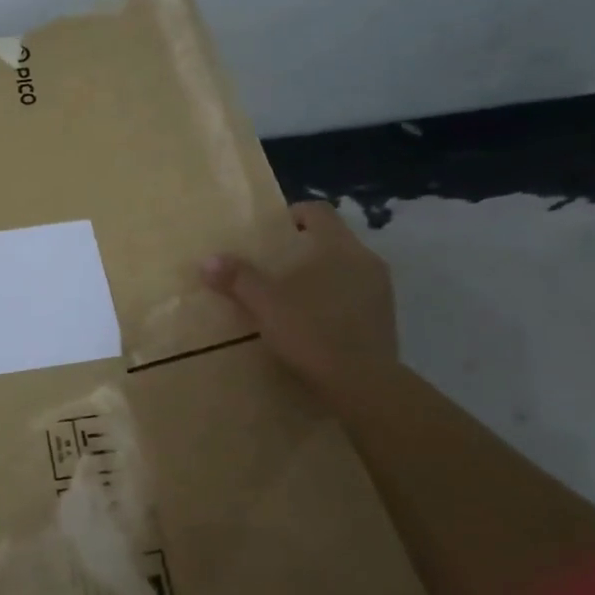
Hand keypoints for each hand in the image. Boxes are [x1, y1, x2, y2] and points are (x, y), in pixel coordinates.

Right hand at [202, 201, 396, 399]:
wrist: (363, 383)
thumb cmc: (312, 331)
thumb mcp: (265, 304)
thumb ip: (238, 279)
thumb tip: (208, 260)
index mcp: (338, 246)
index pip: (318, 211)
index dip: (294, 214)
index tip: (271, 232)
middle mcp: (365, 259)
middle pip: (332, 240)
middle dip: (304, 249)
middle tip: (274, 267)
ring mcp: (381, 289)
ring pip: (346, 268)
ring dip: (321, 275)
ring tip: (292, 296)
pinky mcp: (386, 318)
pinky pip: (356, 295)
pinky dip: (335, 299)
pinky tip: (315, 322)